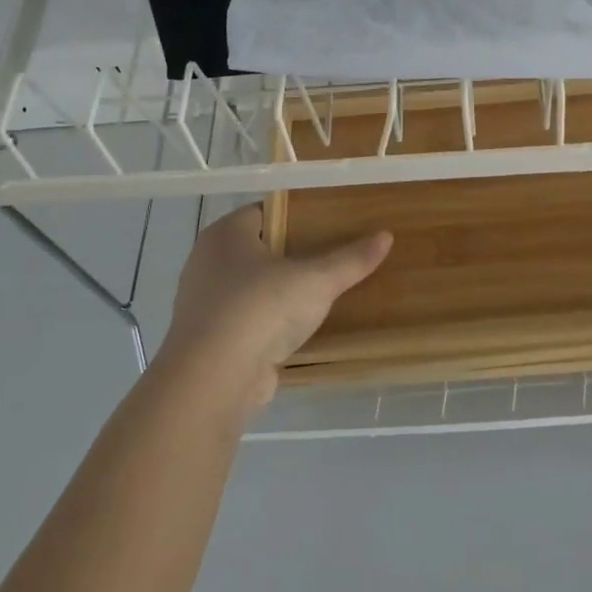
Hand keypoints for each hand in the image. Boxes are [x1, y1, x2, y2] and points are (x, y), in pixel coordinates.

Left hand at [157, 205, 391, 411]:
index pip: (265, 211)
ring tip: (324, 291)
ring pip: (253, 287)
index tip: (332, 222)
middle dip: (294, 253)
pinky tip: (301, 328)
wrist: (213, 381)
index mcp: (225, 234)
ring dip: (282, 291)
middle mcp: (208, 262)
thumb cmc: (260, 309)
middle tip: (335, 254)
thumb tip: (386, 236)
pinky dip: (271, 322)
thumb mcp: (316, 280)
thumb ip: (350, 259)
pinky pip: (248, 320)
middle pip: (260, 249)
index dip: (298, 214)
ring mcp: (205, 303)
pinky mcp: (211, 340)